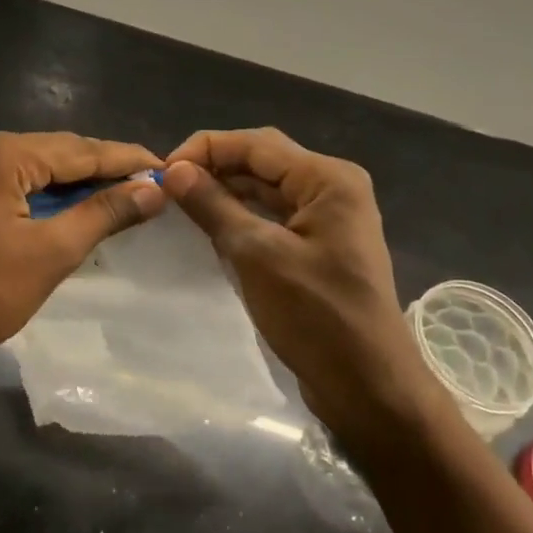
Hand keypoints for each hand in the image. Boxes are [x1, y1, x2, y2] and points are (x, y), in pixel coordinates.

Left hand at [0, 131, 164, 379]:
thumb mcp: (49, 254)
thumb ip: (103, 214)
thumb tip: (152, 188)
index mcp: (1, 153)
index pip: (80, 149)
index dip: (126, 158)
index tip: (167, 167)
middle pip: (56, 152)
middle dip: (101, 169)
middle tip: (147, 185)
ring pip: (33, 167)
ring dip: (73, 182)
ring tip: (118, 196)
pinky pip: (10, 181)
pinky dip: (42, 194)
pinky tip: (68, 208)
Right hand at [163, 129, 425, 448]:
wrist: (369, 389)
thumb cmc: (317, 317)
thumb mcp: (258, 257)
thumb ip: (215, 207)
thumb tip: (174, 170)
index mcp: (328, 179)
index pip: (257, 144)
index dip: (206, 148)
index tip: (163, 170)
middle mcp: (332, 187)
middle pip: (263, 161)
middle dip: (215, 167)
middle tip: (167, 187)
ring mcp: (328, 218)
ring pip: (267, 189)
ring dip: (226, 191)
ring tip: (181, 202)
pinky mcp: (319, 245)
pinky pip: (274, 216)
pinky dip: (242, 216)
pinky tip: (211, 226)